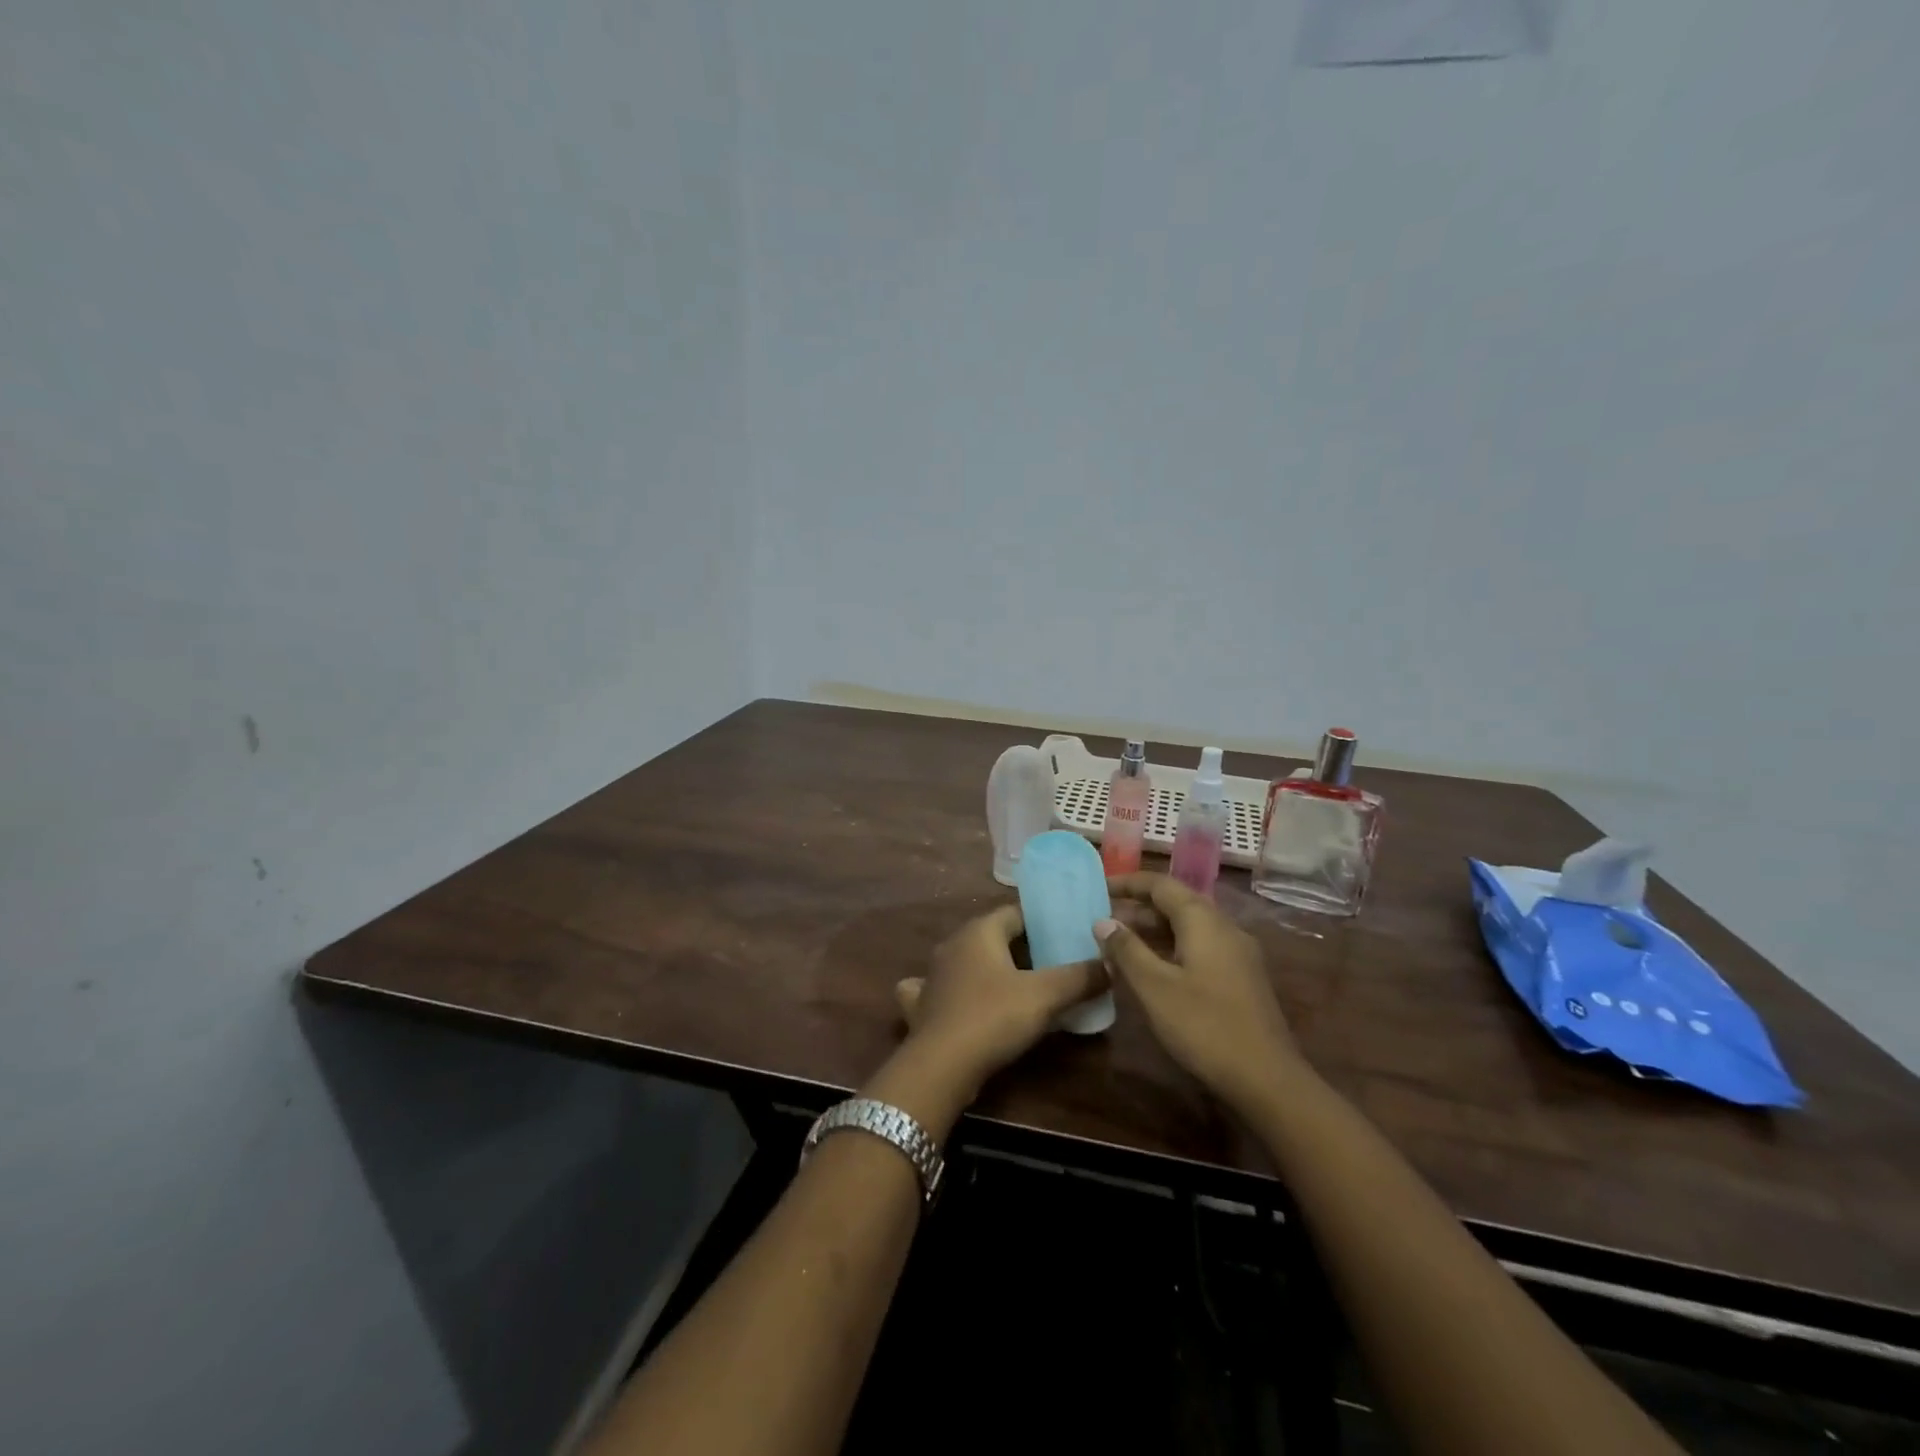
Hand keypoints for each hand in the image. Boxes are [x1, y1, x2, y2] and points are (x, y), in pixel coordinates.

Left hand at [889, 904, 1106, 1107]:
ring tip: (1023, 984)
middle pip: (995, 936)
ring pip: (971, 962)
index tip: (1069, 931)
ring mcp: (934, 974)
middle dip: (1024, 947)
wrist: (940, 1066)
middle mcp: (953, 944)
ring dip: (993, 969)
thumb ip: (1079, 977)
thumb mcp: (1045, 996)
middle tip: (1057, 961)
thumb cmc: (993, 1017)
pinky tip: (968, 1002)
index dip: (1043, 920)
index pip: (1016, 912)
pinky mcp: (924, 1004)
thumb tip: (1110, 965)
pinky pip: (948, 989)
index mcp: (979, 931)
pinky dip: (961, 992)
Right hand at [1098, 873, 1304, 1114]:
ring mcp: (1237, 953)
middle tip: (1103, 921)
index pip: (1161, 885)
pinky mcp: (1241, 977)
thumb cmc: (1204, 1026)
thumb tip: (1103, 921)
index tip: (1099, 887)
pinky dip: (1172, 947)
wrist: (1267, 1079)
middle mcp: (1224, 927)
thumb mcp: (1154, 987)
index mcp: (1204, 921)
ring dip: (1154, 930)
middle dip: (1139, 908)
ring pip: (1189, 927)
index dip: (1128, 883)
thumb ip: (1127, 950)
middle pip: (1177, 903)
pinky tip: (1153, 969)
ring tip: (1120, 944)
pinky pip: (1201, 947)